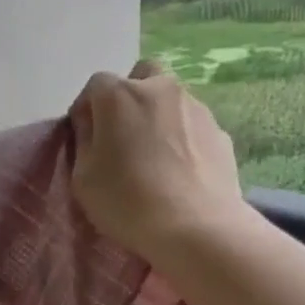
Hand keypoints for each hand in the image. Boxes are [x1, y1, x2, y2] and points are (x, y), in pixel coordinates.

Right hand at [69, 62, 248, 261]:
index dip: (87, 111)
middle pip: (141, 77)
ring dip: (158, 117)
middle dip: (129, 98)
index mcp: (120, 95)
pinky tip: (180, 171)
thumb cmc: (128, 202)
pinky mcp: (220, 132)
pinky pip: (193, 127)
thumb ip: (84, 142)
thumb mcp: (83, 178)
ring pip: (171, 100)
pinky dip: (183, 139)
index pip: (95, 86)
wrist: (196, 227)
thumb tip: (93, 127)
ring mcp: (196, 108)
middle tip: (124, 135)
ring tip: (155, 158)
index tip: (85, 138)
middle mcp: (161, 89)